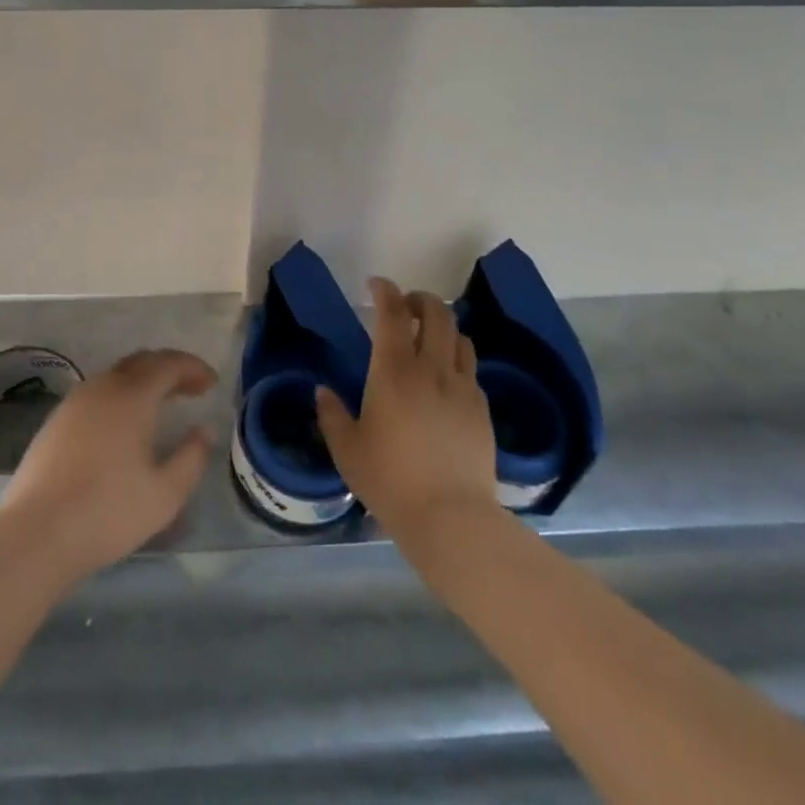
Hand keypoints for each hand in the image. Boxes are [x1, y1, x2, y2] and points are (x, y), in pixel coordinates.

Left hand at [0, 349, 216, 582]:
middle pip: (141, 362)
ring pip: (116, 375)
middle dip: (169, 369)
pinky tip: (124, 423)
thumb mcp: (165, 494)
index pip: (168, 364)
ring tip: (162, 403)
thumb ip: (191, 458)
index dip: (193, 368)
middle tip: (191, 388)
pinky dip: (120, 395)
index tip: (211, 382)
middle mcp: (102, 387)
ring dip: (143, 381)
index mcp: (131, 396)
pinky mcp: (56, 420)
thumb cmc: (108, 512)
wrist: (37, 531)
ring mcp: (75, 401)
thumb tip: (203, 431)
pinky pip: (97, 392)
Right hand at [315, 277, 503, 546]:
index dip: (385, 291)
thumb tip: (322, 391)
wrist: (451, 518)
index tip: (376, 285)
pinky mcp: (482, 410)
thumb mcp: (347, 449)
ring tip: (429, 338)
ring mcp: (462, 388)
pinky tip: (446, 378)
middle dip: (421, 299)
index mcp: (393, 370)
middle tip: (406, 306)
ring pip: (459, 337)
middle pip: (437, 313)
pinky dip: (457, 359)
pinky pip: (470, 369)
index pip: (393, 313)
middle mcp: (431, 369)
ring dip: (443, 327)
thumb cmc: (390, 479)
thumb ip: (331, 414)